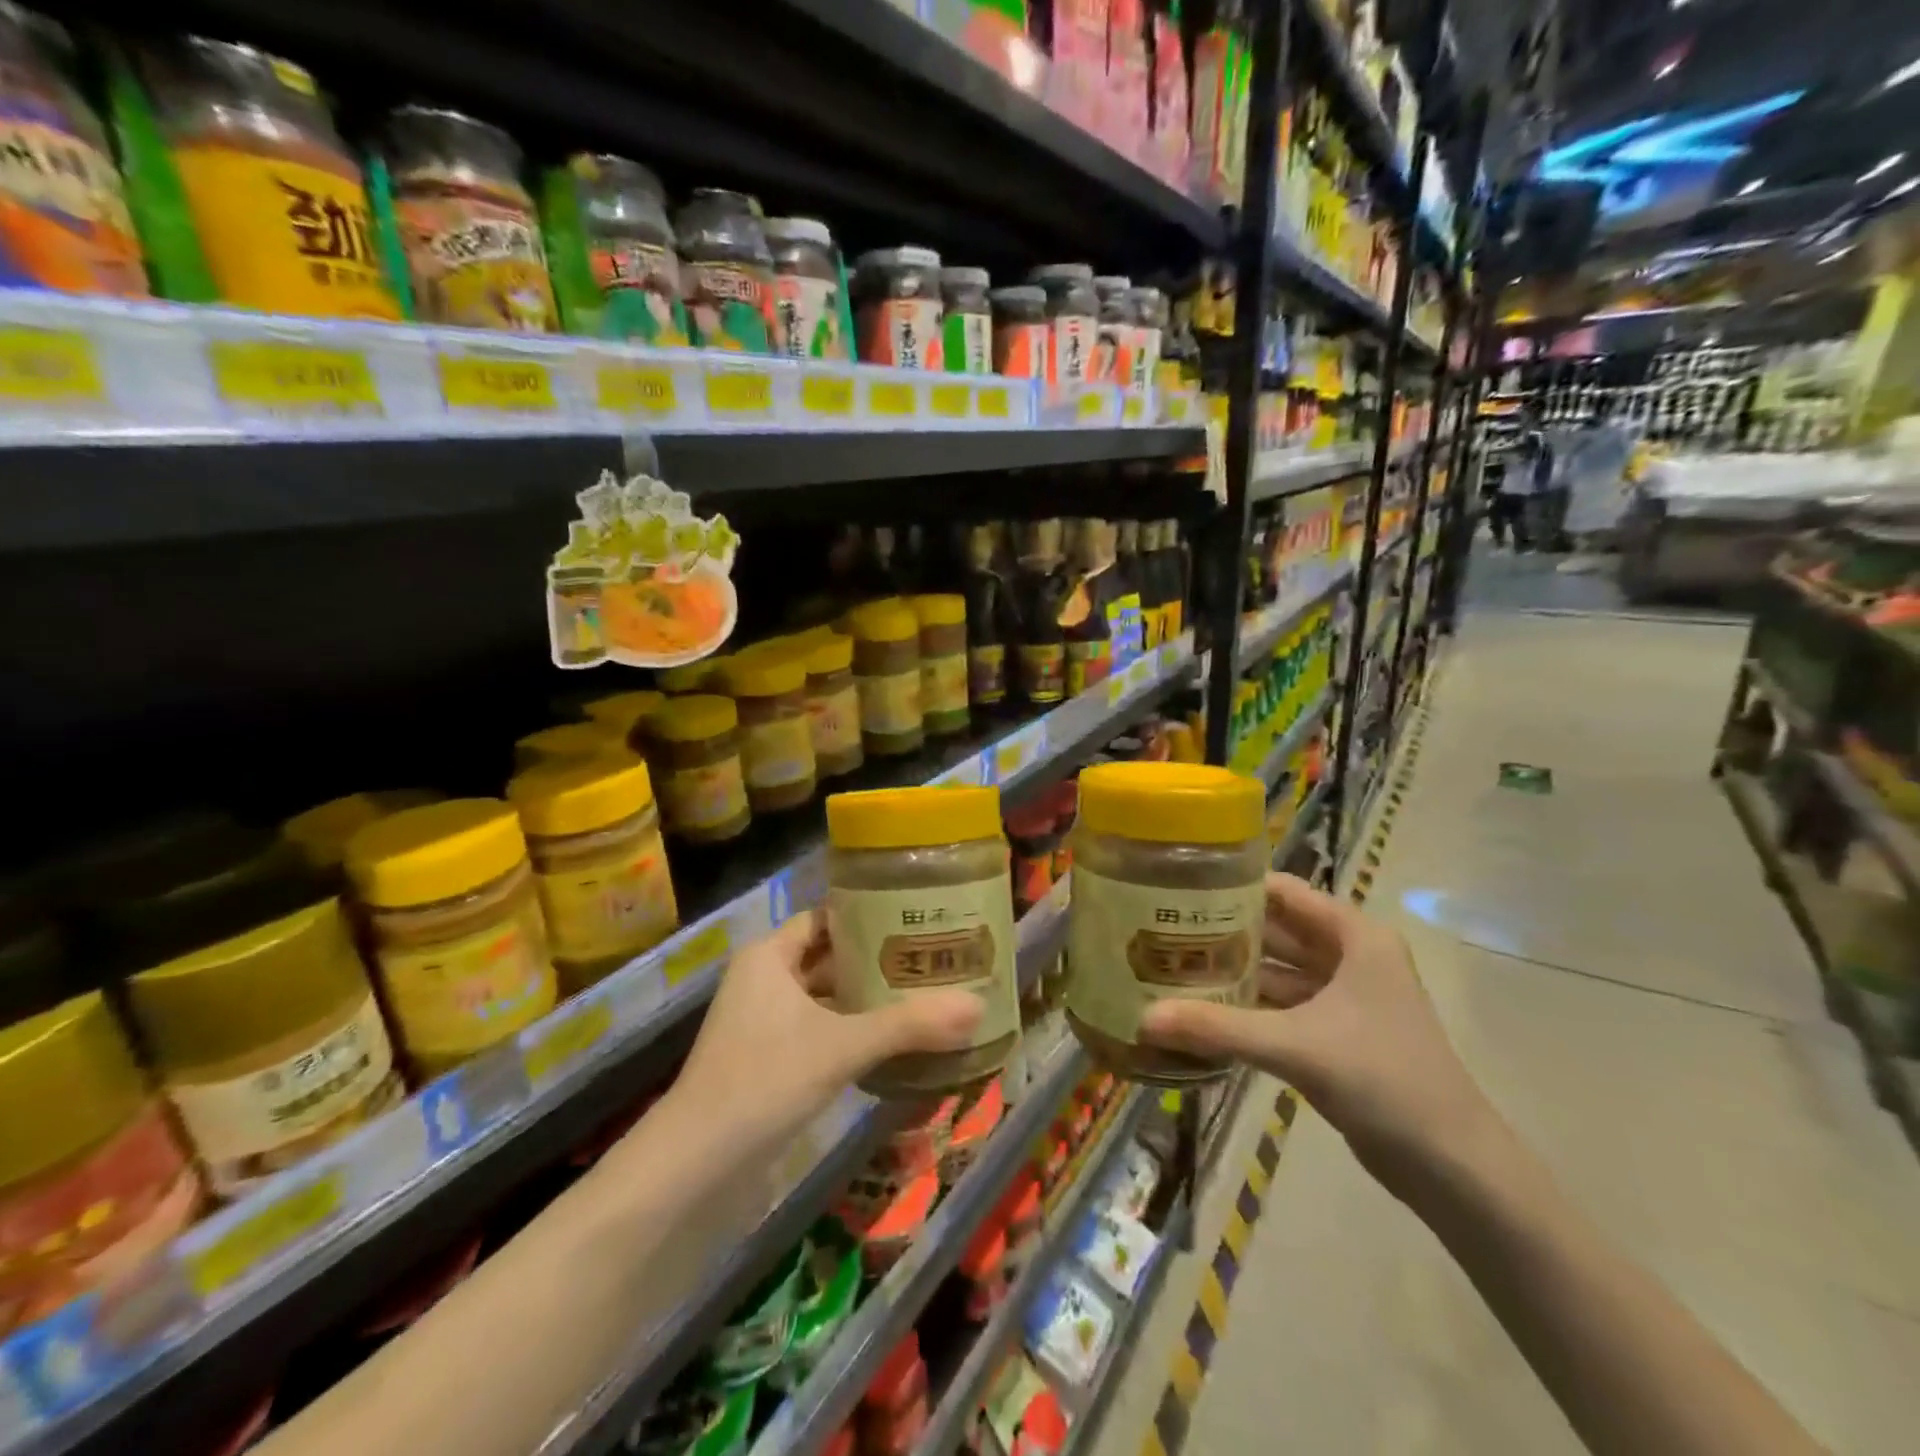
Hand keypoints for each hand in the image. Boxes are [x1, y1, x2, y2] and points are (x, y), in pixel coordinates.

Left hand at [670, 910, 983, 1157]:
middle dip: (876, 959)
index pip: (826, 918)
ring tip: (920, 994)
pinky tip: (890, 1040)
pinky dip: (849, 1029)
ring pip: (824, 995)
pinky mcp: (766, 1057)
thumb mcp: (843, 1046)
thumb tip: (976, 1005)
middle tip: (930, 957)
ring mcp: (762, 1020)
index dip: (869, 916)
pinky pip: (817, 1027)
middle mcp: (763, 979)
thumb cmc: (765, 1079)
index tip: (916, 919)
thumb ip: (909, 1025)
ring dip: (865, 997)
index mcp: (770, 956)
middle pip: (828, 956)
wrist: (696, 1163)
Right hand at [1140, 873, 1495, 1190]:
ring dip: (1234, 971)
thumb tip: (1143, 1019)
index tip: (1179, 888)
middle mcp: (1350, 957)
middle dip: (1224, 931)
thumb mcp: (1296, 1045)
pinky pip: (1283, 1006)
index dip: (1234, 886)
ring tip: (1172, 966)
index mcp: (1355, 937)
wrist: (1453, 1168)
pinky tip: (1204, 1010)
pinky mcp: (1337, 1035)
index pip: (1284, 892)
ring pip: (1278, 971)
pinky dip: (1249, 1007)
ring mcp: (1345, 998)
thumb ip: (1218, 1027)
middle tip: (1161, 929)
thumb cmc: (1384, 1080)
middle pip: (1277, 931)